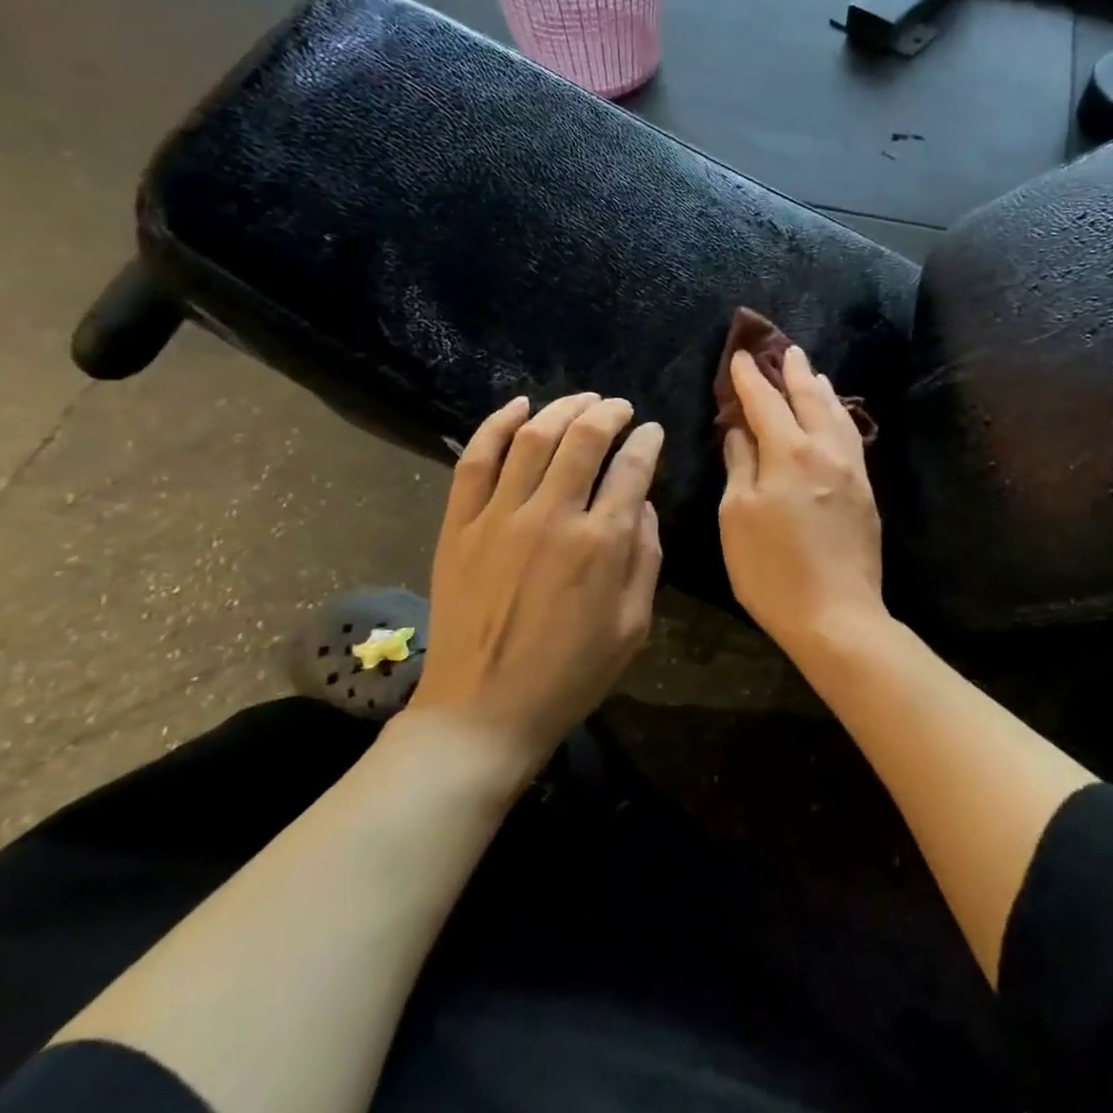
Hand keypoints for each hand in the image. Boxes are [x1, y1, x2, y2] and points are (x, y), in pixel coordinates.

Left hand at [405, 392, 664, 776]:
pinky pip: (475, 459)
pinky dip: (496, 424)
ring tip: (582, 400)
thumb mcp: (633, 625)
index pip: (632, 468)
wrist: (483, 711)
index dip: (648, 441)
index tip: (653, 432)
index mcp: (601, 543)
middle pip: (584, 438)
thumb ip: (646, 557)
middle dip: (609, 412)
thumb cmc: (570, 675)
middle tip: (621, 408)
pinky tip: (519, 407)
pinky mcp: (460, 525)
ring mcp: (499, 517)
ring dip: (563, 408)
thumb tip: (643, 504)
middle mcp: (552, 516)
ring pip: (533, 437)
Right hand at [719, 347, 884, 654]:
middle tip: (784, 348)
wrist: (837, 616)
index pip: (765, 402)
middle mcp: (825, 450)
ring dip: (820, 388)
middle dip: (793, 370)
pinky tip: (835, 416)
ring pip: (836, 414)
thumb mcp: (738, 517)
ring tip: (812, 372)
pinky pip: (851, 437)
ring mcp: (851, 469)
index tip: (739, 356)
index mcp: (789, 453)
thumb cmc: (772, 570)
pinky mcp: (865, 490)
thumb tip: (739, 430)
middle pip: (809, 397)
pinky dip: (838, 415)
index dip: (749, 377)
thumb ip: (740, 465)